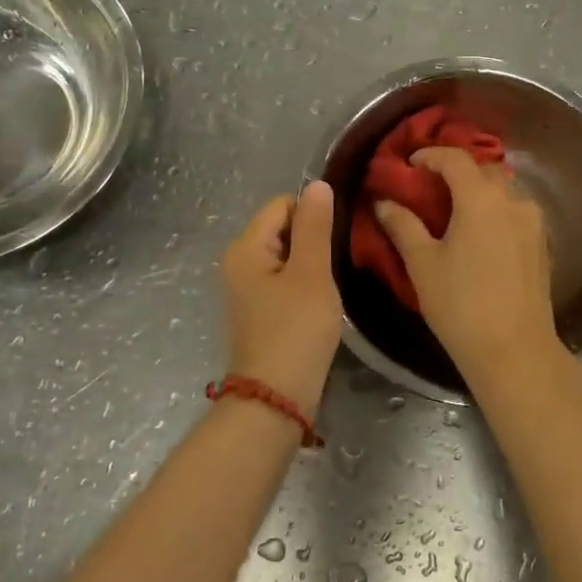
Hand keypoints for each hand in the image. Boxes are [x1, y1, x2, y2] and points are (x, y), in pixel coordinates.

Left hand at [221, 181, 342, 414]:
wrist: (276, 397)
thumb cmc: (295, 330)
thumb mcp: (312, 273)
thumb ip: (315, 227)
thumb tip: (317, 184)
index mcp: (246, 247)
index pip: (282, 204)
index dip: (313, 214)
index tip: (339, 237)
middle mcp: (240, 262)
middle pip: (283, 228)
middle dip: (314, 239)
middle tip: (341, 260)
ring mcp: (248, 289)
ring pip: (288, 256)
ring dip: (312, 263)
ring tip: (334, 282)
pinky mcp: (261, 311)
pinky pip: (285, 280)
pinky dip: (305, 284)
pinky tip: (322, 302)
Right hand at [374, 148, 559, 382]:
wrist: (514, 350)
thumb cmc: (460, 304)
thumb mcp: (422, 263)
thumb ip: (403, 225)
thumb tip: (384, 202)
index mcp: (481, 198)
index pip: (455, 159)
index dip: (430, 155)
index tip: (410, 163)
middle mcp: (512, 200)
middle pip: (483, 170)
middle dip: (456, 170)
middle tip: (430, 184)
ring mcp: (533, 221)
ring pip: (503, 190)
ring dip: (478, 189)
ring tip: (454, 208)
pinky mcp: (542, 243)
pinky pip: (515, 211)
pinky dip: (494, 209)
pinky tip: (479, 232)